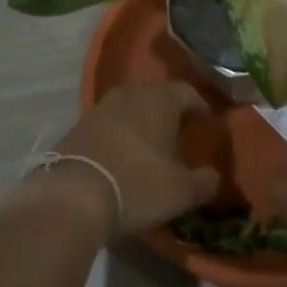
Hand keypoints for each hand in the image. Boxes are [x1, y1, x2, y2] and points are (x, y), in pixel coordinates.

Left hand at [40, 82, 219, 236]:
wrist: (73, 194)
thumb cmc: (137, 185)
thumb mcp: (181, 191)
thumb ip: (205, 181)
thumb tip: (214, 176)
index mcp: (159, 100)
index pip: (187, 91)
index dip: (200, 106)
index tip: (208, 122)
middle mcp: (129, 94)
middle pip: (156, 96)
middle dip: (170, 112)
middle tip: (181, 133)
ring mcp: (100, 107)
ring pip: (130, 108)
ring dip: (142, 123)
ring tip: (151, 146)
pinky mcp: (78, 126)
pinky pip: (108, 124)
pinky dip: (119, 135)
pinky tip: (122, 156)